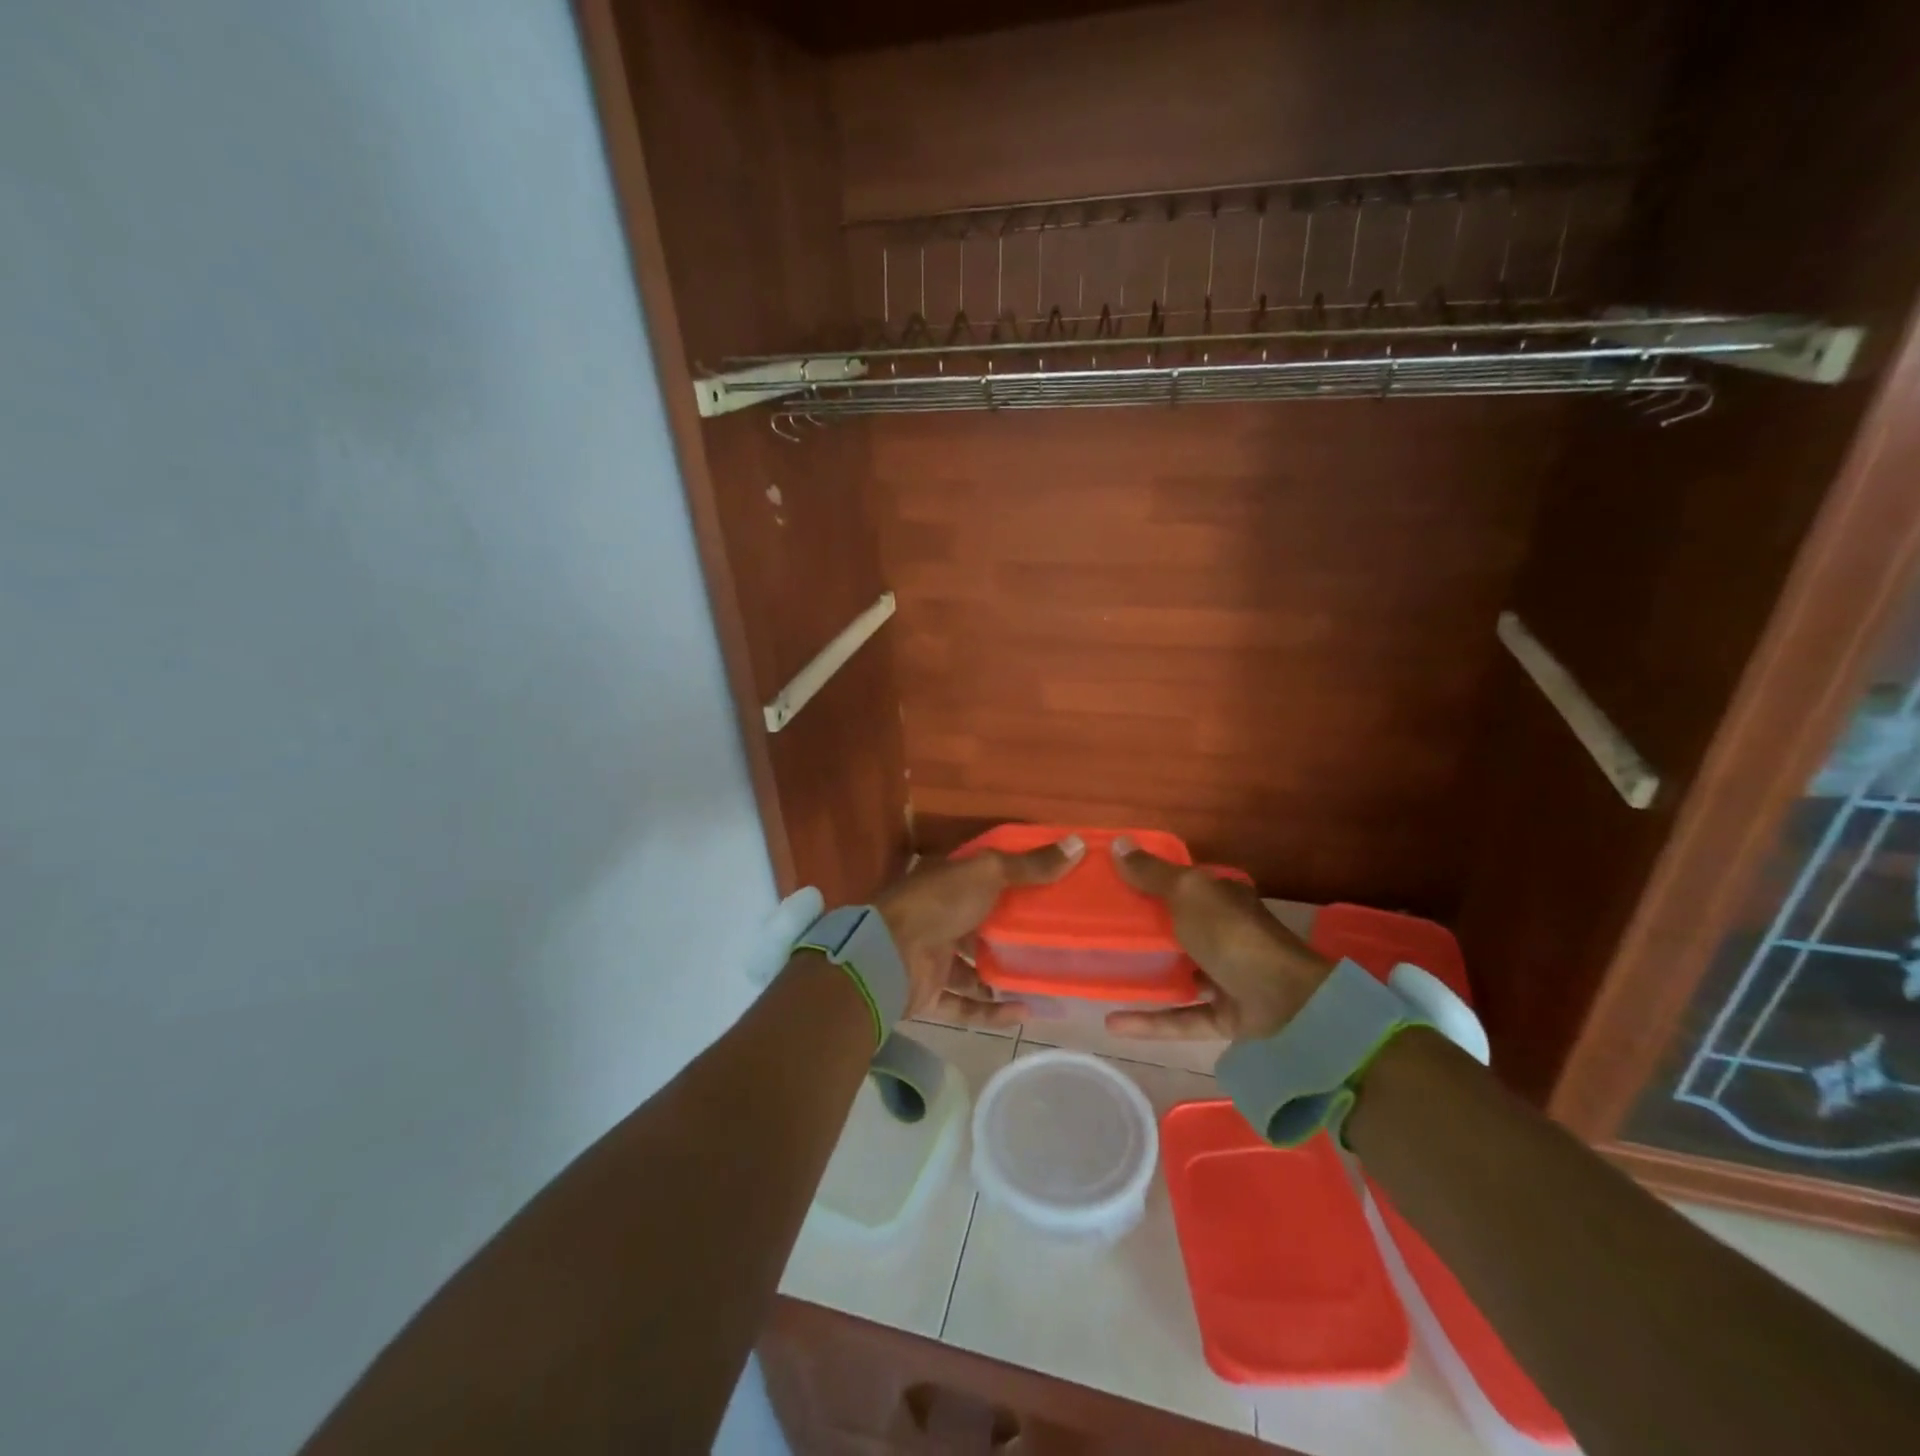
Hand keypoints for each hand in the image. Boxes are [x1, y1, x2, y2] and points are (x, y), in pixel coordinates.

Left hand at [875, 836, 1085, 1027]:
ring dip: (1003, 978)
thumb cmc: (939, 903)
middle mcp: (939, 917)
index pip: (984, 879)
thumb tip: (1078, 844)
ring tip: (1044, 981)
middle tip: (1055, 942)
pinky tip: (1025, 1012)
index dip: (1015, 881)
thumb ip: (1030, 865)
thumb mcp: (988, 873)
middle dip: (1012, 935)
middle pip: (981, 925)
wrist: (888, 955)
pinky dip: (991, 1011)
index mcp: (948, 883)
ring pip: (973, 969)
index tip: (1053, 889)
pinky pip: (965, 1005)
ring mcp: (932, 957)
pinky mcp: (930, 993)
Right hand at [1103, 837, 1332, 1042]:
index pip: (1182, 885)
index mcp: (1221, 898)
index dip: (1149, 881)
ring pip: (1179, 974)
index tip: (1109, 885)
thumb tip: (1118, 842)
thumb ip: (1152, 873)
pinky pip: (1181, 1017)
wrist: (1288, 1002)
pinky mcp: (1226, 1016)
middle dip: (1142, 930)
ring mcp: (1227, 977)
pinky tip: (1112, 1022)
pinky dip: (1149, 1021)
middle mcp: (1225, 934)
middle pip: (1177, 928)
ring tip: (1102, 974)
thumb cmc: (1233, 935)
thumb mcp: (1188, 892)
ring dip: (1146, 976)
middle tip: (1096, 930)